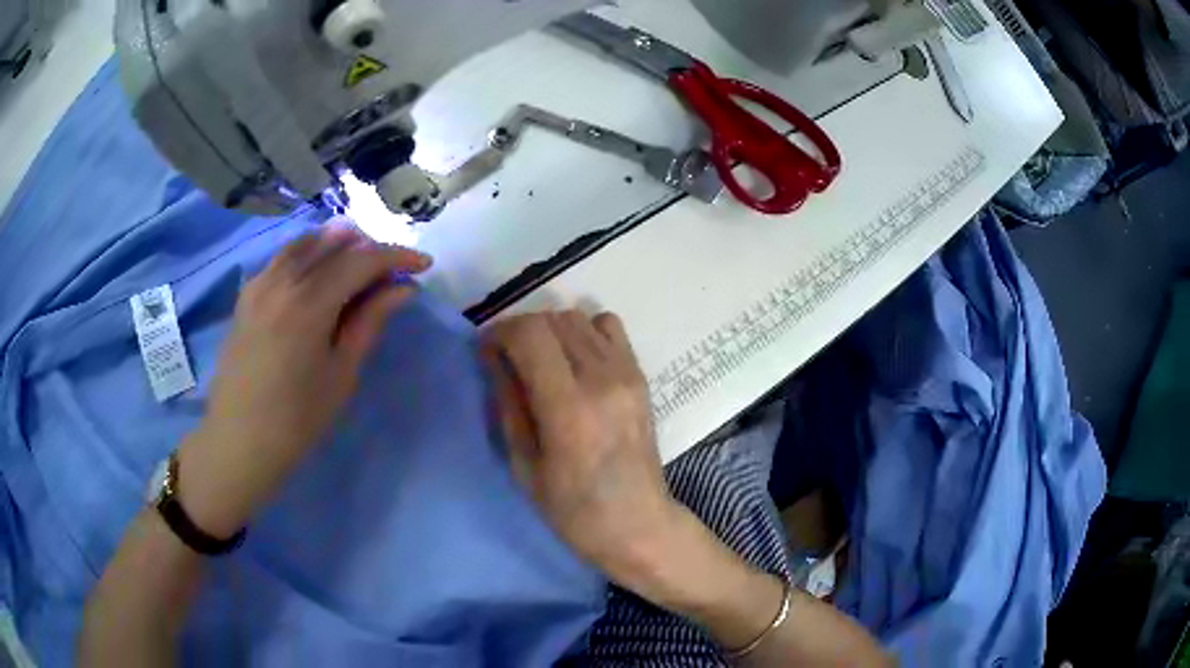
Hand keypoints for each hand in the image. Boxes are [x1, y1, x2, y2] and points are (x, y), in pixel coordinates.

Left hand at [178, 225, 431, 536]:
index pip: (361, 260)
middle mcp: (282, 280)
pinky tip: (315, 271)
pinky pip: (281, 259)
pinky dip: (306, 255)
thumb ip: (369, 321)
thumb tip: (403, 288)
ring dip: (336, 245)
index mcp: (309, 301)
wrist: (240, 440)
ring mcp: (259, 283)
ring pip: (304, 244)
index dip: (397, 257)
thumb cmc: (297, 418)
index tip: (424, 264)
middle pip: (333, 245)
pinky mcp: (246, 295)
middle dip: (369, 249)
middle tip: (392, 269)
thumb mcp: (341, 372)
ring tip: (358, 259)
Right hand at [482, 311, 682, 592]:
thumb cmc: (573, 509)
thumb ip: (509, 403)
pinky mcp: (640, 375)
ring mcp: (627, 373)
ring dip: (550, 330)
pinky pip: (608, 327)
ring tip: (540, 361)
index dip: (500, 333)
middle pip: (552, 319)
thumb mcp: (524, 464)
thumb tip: (494, 358)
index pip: (530, 334)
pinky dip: (584, 332)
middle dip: (521, 330)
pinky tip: (575, 361)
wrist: (638, 523)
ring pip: (578, 317)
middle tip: (508, 359)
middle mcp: (602, 379)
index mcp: (568, 408)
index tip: (487, 351)